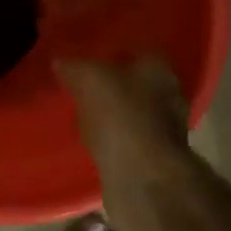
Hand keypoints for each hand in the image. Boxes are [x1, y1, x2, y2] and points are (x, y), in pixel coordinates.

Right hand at [56, 57, 190, 211]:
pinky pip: (128, 142)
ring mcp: (165, 130)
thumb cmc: (121, 118)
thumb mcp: (90, 80)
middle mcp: (169, 96)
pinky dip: (113, 141)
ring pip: (133, 114)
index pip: (134, 51)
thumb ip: (75, 67)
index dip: (109, 55)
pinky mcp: (154, 159)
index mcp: (159, 69)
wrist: (143, 178)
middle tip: (81, 89)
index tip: (85, 61)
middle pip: (136, 84)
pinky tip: (94, 144)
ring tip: (83, 118)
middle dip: (113, 87)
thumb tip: (61, 62)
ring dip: (113, 116)